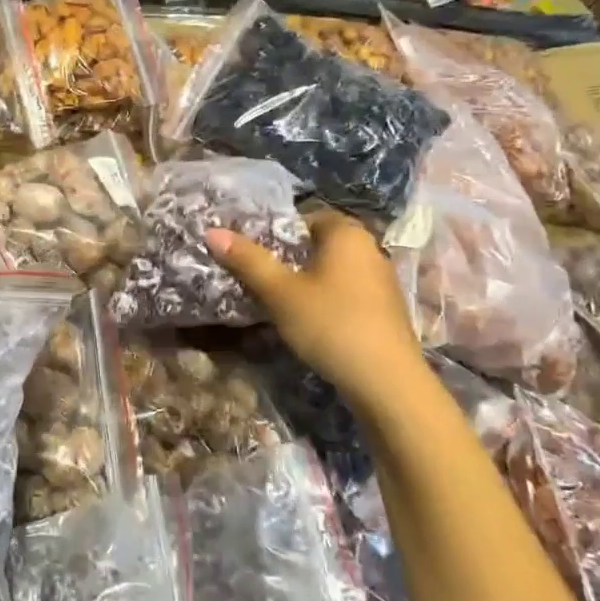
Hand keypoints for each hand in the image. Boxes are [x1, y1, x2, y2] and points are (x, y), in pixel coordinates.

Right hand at [208, 208, 421, 396]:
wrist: (387, 382)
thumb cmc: (330, 324)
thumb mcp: (280, 292)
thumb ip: (248, 261)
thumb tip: (212, 232)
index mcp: (346, 233)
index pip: (304, 217)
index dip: (276, 232)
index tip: (252, 253)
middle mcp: (369, 248)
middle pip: (319, 244)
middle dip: (289, 258)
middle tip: (259, 277)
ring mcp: (382, 280)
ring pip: (333, 270)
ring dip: (308, 282)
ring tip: (279, 302)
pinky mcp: (386, 310)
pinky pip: (347, 292)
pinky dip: (327, 300)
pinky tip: (311, 323)